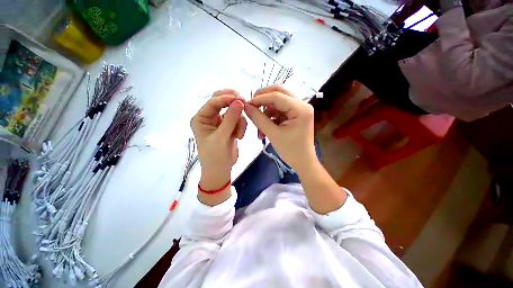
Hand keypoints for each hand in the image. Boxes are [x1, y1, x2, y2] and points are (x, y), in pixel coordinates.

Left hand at [191, 89, 246, 189]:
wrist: (221, 171)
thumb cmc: (215, 156)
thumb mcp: (222, 137)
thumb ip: (230, 119)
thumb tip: (240, 101)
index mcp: (201, 118)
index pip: (213, 102)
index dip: (226, 98)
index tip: (240, 99)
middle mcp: (210, 118)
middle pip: (222, 102)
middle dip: (233, 103)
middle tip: (244, 103)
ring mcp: (220, 122)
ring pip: (233, 112)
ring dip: (239, 121)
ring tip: (239, 134)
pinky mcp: (229, 127)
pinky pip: (238, 120)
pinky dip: (241, 126)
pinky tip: (239, 137)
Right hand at [244, 85, 315, 172]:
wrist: (303, 162)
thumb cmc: (290, 151)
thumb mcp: (273, 134)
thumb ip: (258, 119)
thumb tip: (246, 106)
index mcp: (300, 108)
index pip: (277, 96)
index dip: (260, 98)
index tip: (247, 105)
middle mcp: (302, 104)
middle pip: (279, 92)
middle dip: (263, 98)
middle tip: (251, 106)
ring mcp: (299, 109)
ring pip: (278, 102)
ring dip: (266, 112)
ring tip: (259, 128)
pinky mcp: (295, 115)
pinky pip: (279, 110)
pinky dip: (270, 117)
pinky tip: (264, 129)